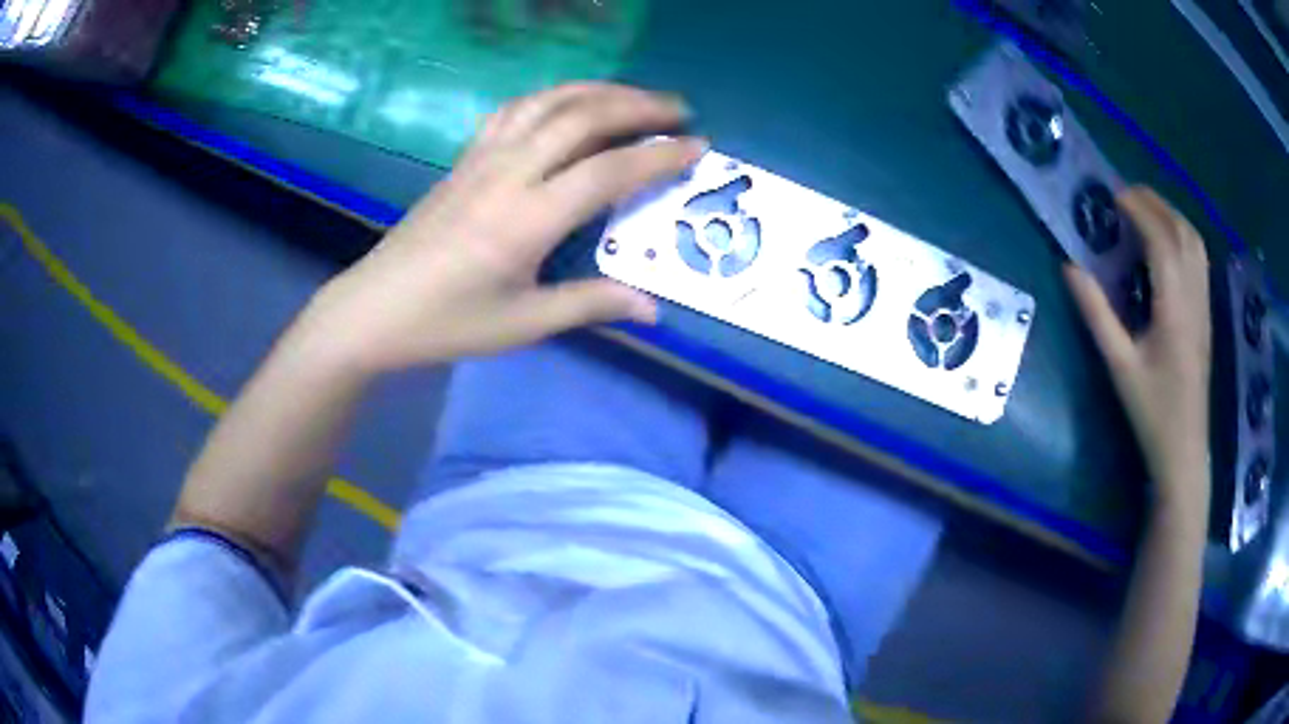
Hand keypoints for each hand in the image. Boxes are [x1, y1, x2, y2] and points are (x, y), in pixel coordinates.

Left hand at [305, 83, 705, 372]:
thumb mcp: (522, 324)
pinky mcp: (464, 158)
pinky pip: (513, 110)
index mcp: (526, 220)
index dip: (659, 155)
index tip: (698, 147)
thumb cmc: (447, 323)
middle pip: (581, 117)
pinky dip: (551, 96)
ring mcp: (482, 159)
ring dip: (598, 90)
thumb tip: (653, 309)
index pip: (608, 171)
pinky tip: (568, 102)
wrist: (374, 309)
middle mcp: (507, 174)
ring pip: (547, 102)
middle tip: (679, 109)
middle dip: (638, 106)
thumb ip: (590, 305)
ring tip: (634, 96)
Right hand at [1064, 187, 1211, 504]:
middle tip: (1124, 196)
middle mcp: (1194, 296)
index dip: (1137, 210)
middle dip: (1153, 202)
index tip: (1112, 196)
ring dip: (1170, 214)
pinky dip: (1182, 234)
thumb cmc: (1152, 412)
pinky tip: (1167, 241)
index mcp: (1174, 308)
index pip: (1160, 239)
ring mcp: (1204, 304)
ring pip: (1194, 241)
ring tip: (1144, 209)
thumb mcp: (1119, 366)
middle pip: (1181, 230)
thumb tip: (1069, 267)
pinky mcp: (1206, 312)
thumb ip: (1096, 314)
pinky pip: (1199, 258)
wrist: (1184, 449)